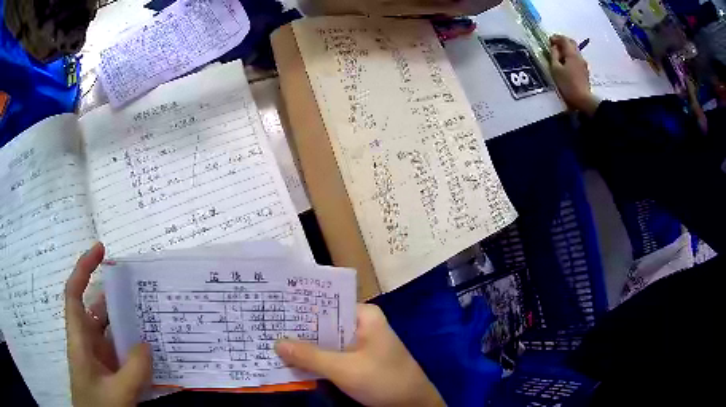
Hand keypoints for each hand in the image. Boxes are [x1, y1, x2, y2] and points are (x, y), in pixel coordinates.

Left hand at [65, 242, 151, 406]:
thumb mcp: (118, 393)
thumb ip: (134, 370)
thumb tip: (147, 343)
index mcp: (79, 340)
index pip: (75, 294)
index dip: (83, 268)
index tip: (100, 249)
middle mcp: (88, 343)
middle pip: (97, 310)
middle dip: (115, 296)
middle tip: (141, 288)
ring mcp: (100, 359)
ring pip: (112, 332)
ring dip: (128, 324)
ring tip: (151, 317)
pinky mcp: (111, 372)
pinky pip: (122, 353)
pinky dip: (135, 348)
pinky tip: (152, 351)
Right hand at [275, 304, 443, 406]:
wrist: (413, 404)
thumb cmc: (383, 380)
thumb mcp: (344, 369)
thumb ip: (310, 356)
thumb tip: (276, 342)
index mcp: (364, 316)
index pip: (326, 303)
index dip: (299, 306)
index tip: (272, 308)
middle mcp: (361, 325)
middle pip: (323, 323)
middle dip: (298, 329)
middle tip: (266, 327)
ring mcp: (360, 344)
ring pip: (326, 341)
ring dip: (304, 346)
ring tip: (271, 342)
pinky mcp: (358, 360)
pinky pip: (332, 354)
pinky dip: (315, 359)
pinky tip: (293, 361)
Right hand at [549, 34, 599, 114]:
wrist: (583, 100)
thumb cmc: (567, 84)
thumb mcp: (555, 69)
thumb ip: (554, 56)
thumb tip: (554, 48)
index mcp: (572, 54)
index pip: (564, 40)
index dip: (556, 38)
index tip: (549, 40)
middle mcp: (579, 56)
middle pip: (572, 43)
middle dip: (563, 42)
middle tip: (555, 45)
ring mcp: (583, 65)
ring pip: (575, 52)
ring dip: (567, 50)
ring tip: (559, 55)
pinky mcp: (584, 72)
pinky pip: (577, 59)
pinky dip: (570, 57)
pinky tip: (566, 64)